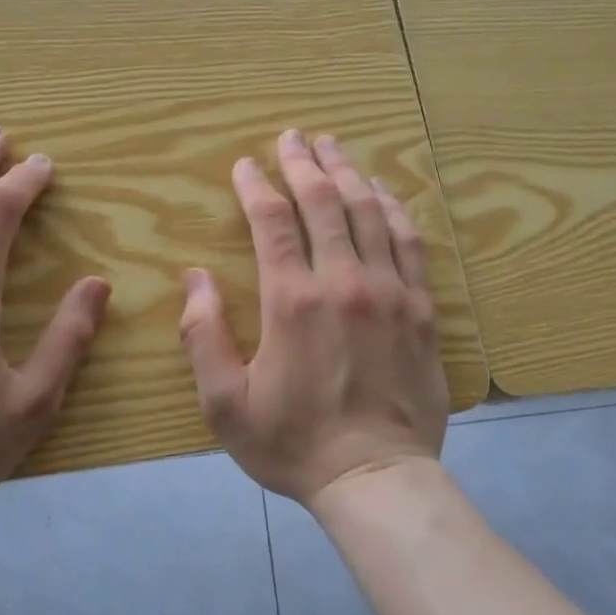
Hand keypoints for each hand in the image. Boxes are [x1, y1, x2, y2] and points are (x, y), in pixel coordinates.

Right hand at [178, 129, 447, 507]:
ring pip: (369, 211)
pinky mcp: (421, 308)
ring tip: (333, 147)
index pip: (273, 221)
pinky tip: (383, 191)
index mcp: (293, 301)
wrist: (376, 478)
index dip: (256, 185)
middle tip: (293, 136)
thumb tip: (194, 277)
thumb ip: (203, 335)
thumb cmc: (293, 443)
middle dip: (303, 162)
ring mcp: (389, 291)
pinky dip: (394, 208)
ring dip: (347, 173)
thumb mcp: (225, 403)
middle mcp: (344, 282)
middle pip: (323, 202)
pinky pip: (410, 242)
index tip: (245, 164)